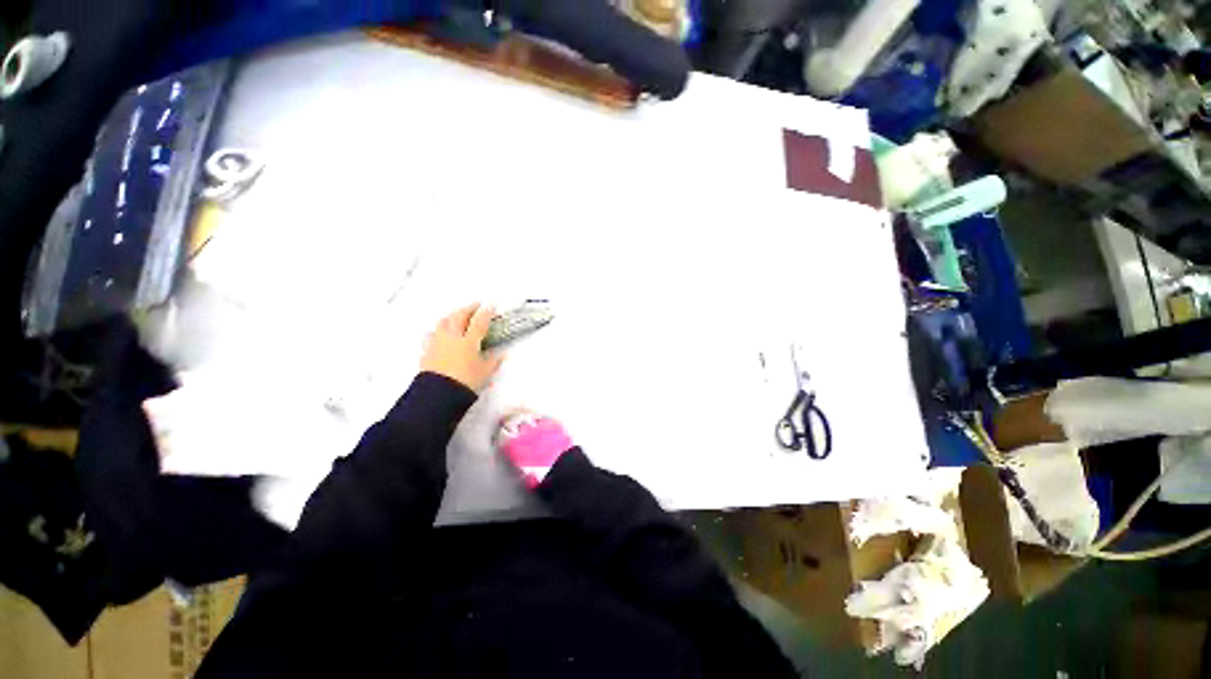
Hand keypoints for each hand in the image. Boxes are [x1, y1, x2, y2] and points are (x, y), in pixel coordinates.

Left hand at [421, 303, 504, 392]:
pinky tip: (438, 332)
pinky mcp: (427, 351)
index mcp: (469, 341)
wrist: (438, 394)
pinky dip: (438, 330)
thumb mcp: (484, 372)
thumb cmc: (465, 382)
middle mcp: (452, 338)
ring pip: (443, 322)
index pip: (479, 321)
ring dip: (451, 315)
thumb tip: (501, 355)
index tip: (491, 305)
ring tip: (456, 314)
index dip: (486, 312)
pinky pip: (432, 335)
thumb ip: (493, 361)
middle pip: (459, 316)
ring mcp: (438, 343)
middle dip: (468, 308)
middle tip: (475, 305)